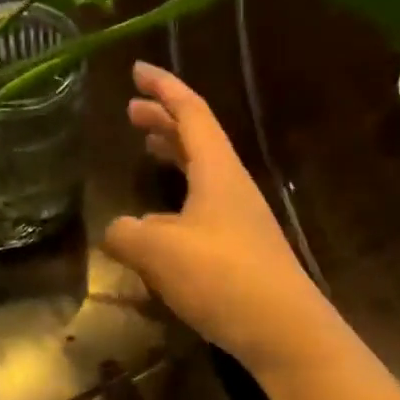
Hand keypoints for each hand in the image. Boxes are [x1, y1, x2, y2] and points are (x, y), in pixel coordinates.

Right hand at [103, 62, 332, 372]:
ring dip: (173, 156)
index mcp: (217, 170)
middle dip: (164, 120)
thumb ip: (126, 233)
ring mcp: (240, 219)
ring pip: (202, 173)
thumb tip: (115, 230)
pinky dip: (177, 198)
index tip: (137, 70)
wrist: (284, 330)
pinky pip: (202, 207)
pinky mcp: (241, 250)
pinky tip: (158, 222)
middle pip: (197, 139)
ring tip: (147, 149)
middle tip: (132, 110)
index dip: (163, 87)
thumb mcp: (158, 250)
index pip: (190, 112)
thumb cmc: (221, 277)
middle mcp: (232, 186)